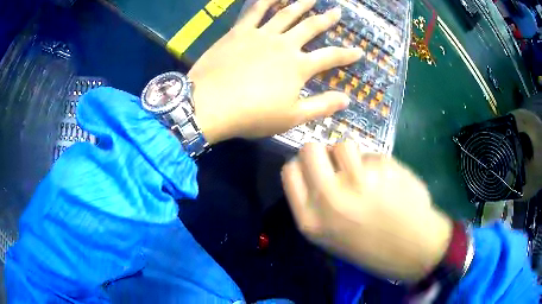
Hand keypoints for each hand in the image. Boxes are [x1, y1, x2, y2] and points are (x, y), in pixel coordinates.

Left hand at [188, 0, 362, 143]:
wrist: (209, 105)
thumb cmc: (252, 115)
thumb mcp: (292, 117)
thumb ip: (321, 106)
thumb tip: (347, 99)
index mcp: (298, 66)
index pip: (330, 57)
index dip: (347, 55)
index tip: (359, 51)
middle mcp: (284, 44)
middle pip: (310, 27)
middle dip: (326, 19)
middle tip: (337, 10)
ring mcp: (261, 35)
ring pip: (286, 13)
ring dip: (300, 4)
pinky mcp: (239, 32)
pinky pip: (254, 11)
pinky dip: (264, 1)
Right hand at [281, 142, 452, 280]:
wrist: (413, 249)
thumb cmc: (371, 247)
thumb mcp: (330, 236)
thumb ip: (314, 203)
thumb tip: (313, 168)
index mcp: (311, 219)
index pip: (290, 170)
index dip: (303, 164)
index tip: (316, 169)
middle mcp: (328, 197)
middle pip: (310, 148)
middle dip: (323, 153)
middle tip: (339, 166)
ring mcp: (357, 180)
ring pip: (342, 144)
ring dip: (352, 156)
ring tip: (367, 176)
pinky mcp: (382, 168)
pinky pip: (371, 153)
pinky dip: (376, 163)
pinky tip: (388, 182)